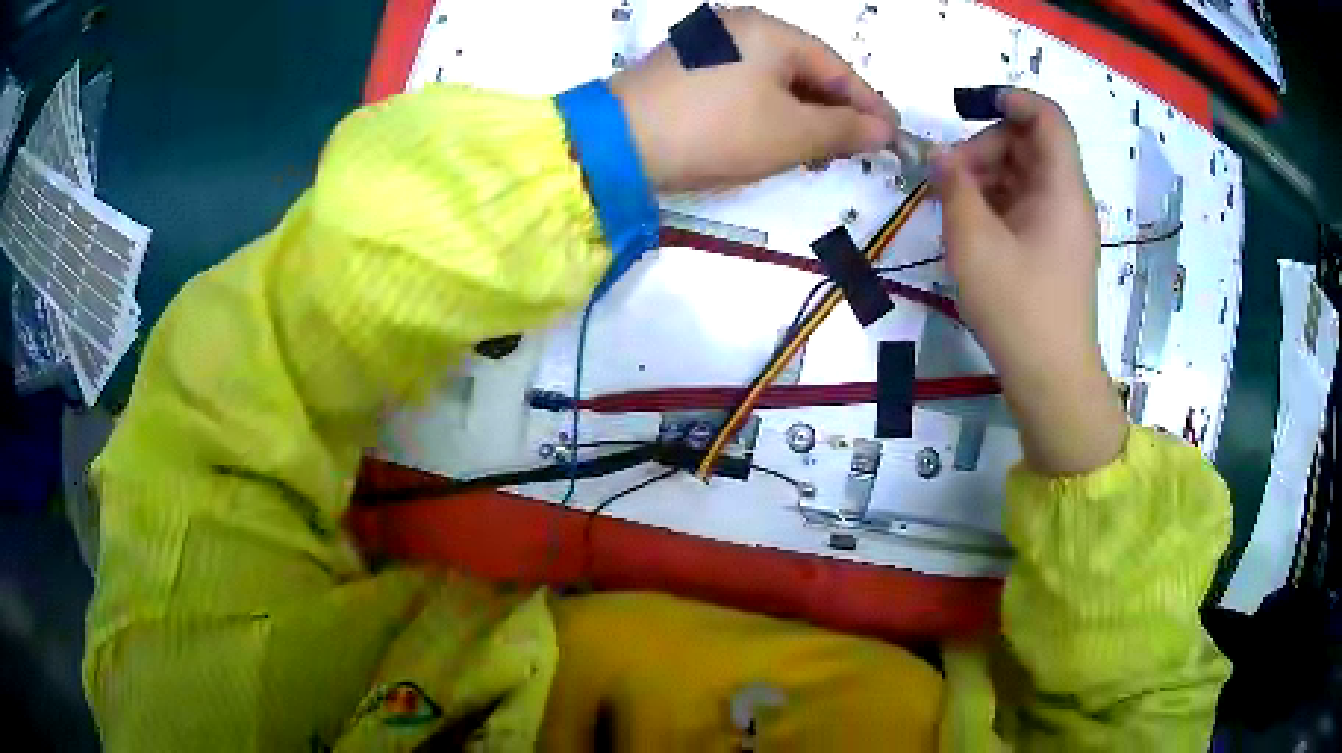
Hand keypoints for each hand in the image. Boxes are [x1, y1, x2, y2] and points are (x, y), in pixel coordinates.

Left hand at [610, 7, 898, 192]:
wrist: (617, 145)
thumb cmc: (715, 132)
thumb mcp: (790, 134)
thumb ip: (844, 129)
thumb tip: (884, 129)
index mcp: (769, 31)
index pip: (836, 68)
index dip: (868, 104)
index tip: (892, 135)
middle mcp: (739, 27)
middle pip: (804, 69)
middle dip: (832, 110)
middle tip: (855, 147)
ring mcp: (708, 45)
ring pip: (773, 79)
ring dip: (800, 113)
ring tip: (818, 150)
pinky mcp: (685, 68)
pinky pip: (744, 85)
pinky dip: (766, 110)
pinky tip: (773, 135)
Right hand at [933, 89, 1126, 474]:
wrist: (1052, 379)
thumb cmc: (1019, 308)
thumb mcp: (974, 242)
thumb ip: (953, 187)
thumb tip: (939, 156)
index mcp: (1062, 188)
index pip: (1048, 117)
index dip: (1011, 98)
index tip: (968, 106)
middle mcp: (1069, 199)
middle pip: (1030, 144)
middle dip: (985, 146)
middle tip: (948, 177)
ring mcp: (1063, 226)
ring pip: (1024, 175)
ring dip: (986, 176)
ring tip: (951, 204)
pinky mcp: (1054, 250)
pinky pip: (1025, 205)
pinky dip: (996, 203)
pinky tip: (969, 226)